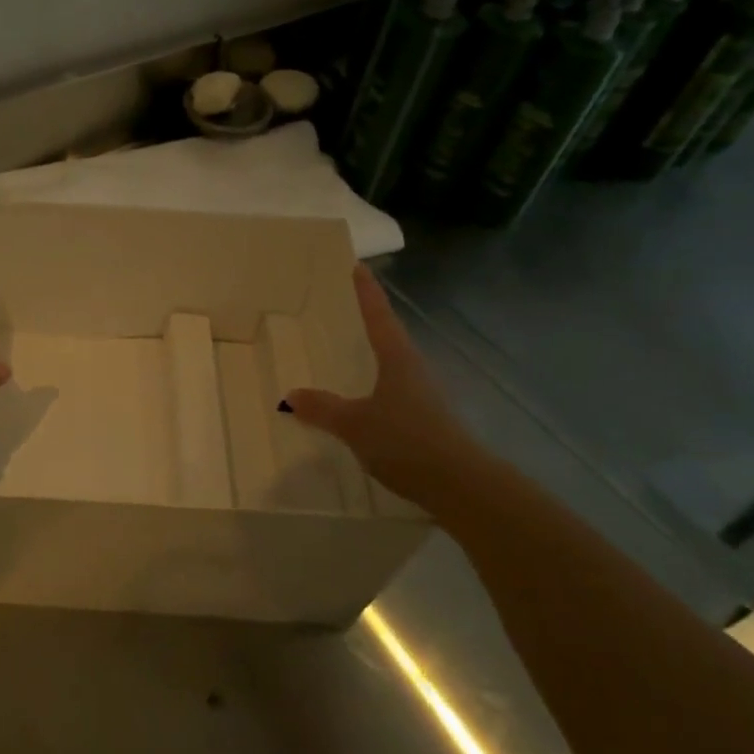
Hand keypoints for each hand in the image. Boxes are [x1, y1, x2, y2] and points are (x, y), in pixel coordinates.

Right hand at [284, 265, 488, 510]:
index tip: (358, 266)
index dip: (367, 292)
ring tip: (348, 357)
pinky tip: (363, 404)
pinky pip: (395, 395)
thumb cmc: (406, 440)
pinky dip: (377, 390)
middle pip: (389, 338)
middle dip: (369, 323)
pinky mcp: (428, 422)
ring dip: (374, 359)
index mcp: (398, 359)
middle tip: (344, 311)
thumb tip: (291, 394)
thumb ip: (323, 408)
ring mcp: (425, 397)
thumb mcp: (355, 424)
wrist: (462, 486)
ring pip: (394, 368)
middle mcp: (414, 370)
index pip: (379, 316)